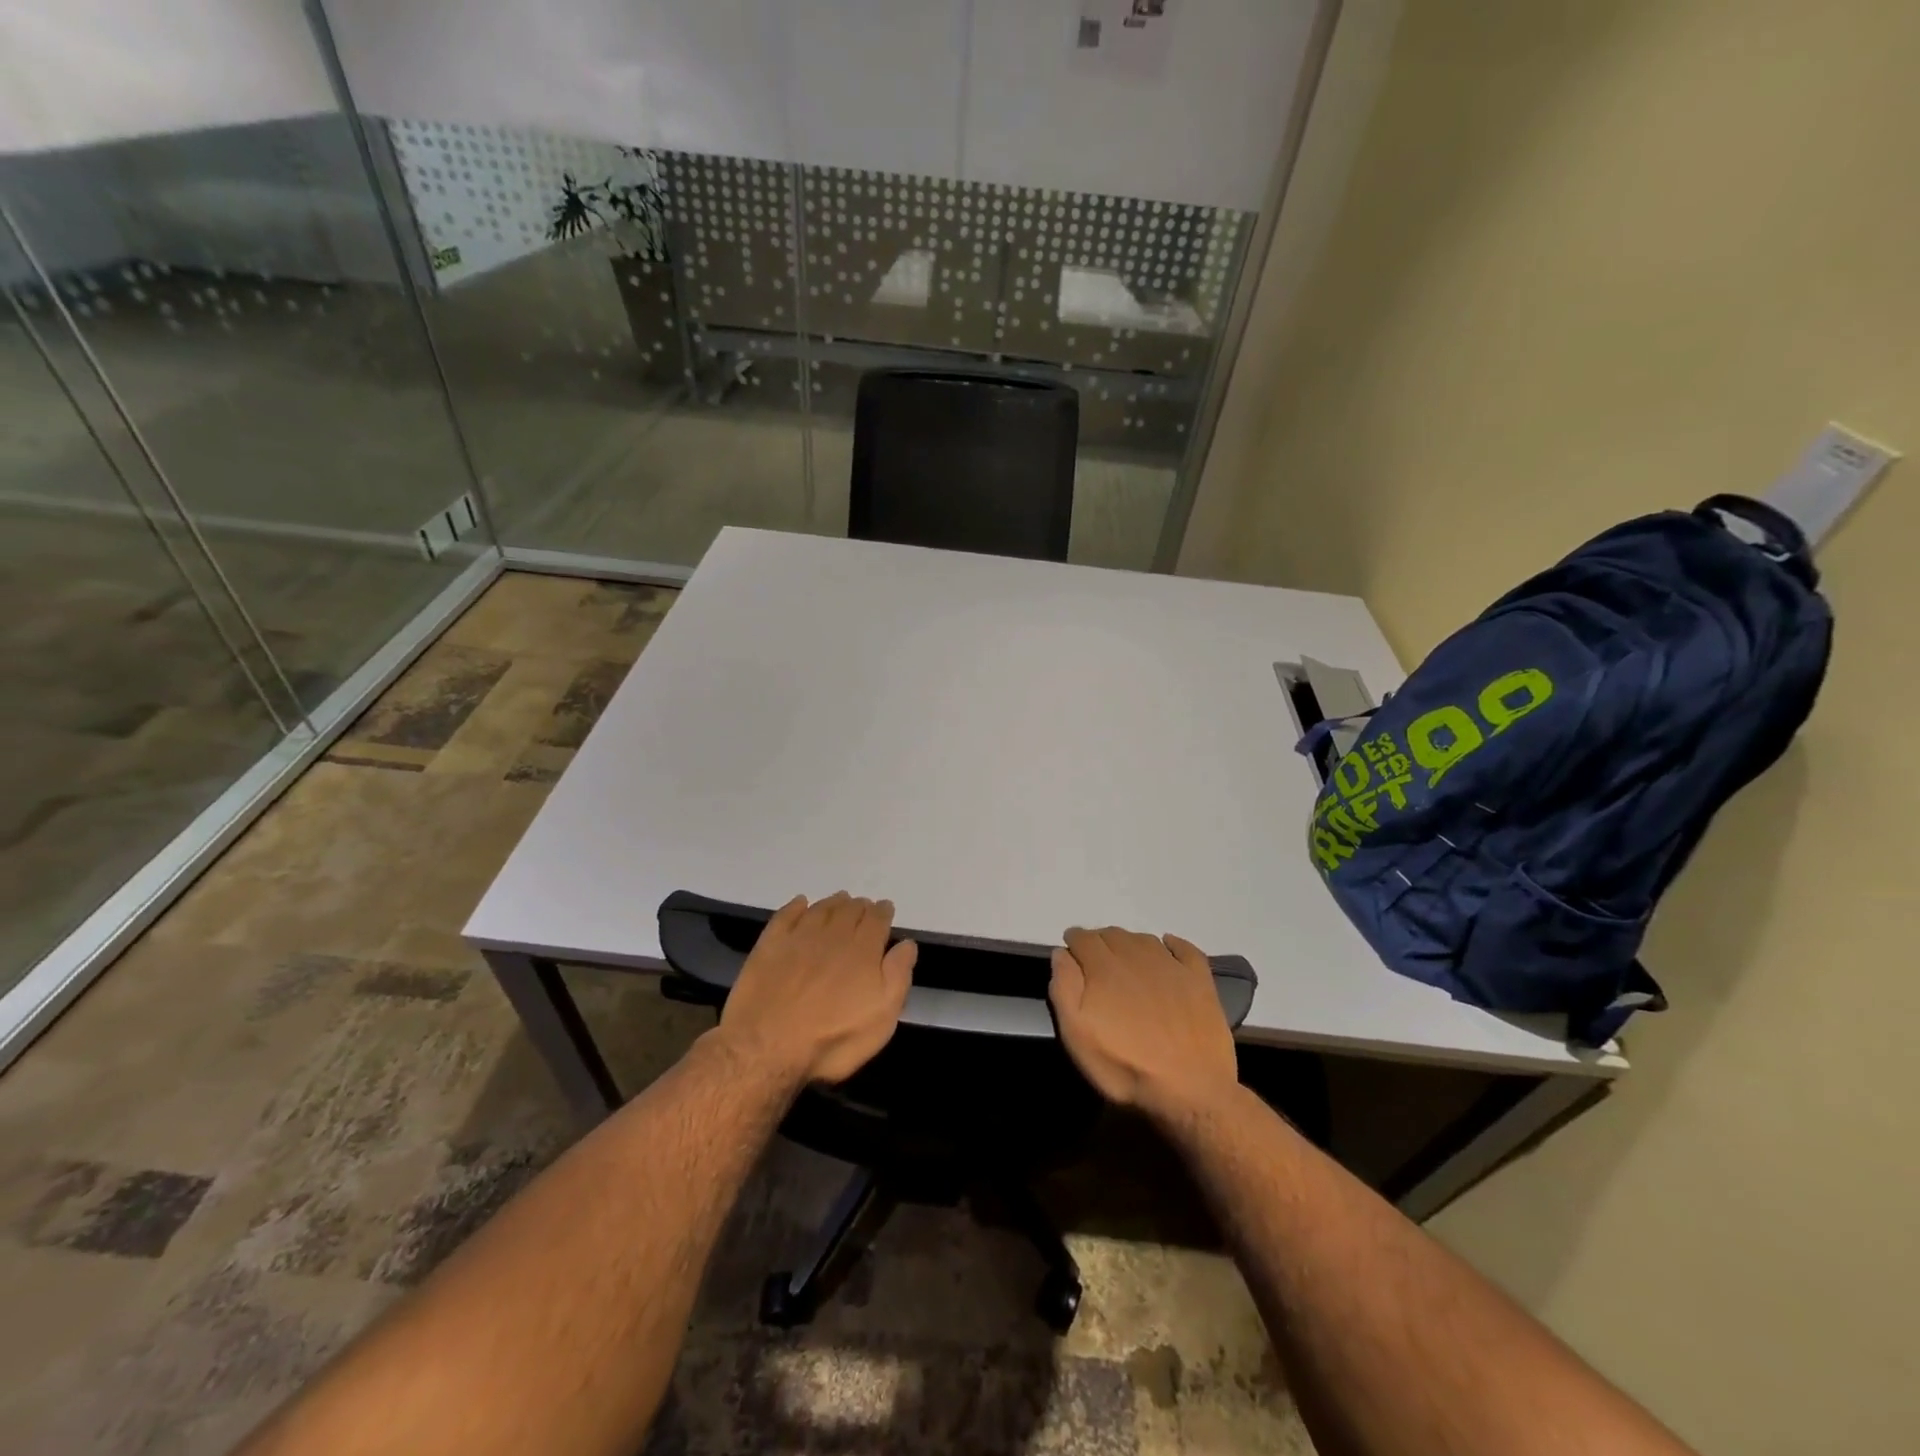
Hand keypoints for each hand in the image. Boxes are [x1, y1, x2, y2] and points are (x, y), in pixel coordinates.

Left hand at [717, 893, 916, 1085]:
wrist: (767, 1047)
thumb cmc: (832, 1038)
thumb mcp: (881, 1017)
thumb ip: (898, 976)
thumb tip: (907, 944)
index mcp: (862, 950)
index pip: (877, 920)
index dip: (883, 912)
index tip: (885, 909)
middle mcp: (833, 935)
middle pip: (849, 910)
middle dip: (860, 906)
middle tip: (863, 906)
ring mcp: (798, 937)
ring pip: (821, 909)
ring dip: (834, 902)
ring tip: (840, 901)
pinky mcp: (770, 945)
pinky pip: (786, 915)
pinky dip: (796, 906)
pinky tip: (801, 904)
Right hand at [1049, 927, 1237, 1118]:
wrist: (1190, 1090)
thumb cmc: (1125, 1066)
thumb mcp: (1077, 1035)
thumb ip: (1064, 989)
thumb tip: (1062, 953)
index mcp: (1104, 968)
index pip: (1083, 938)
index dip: (1074, 940)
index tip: (1071, 950)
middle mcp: (1136, 956)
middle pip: (1112, 935)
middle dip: (1099, 942)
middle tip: (1095, 959)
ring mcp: (1171, 966)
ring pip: (1143, 939)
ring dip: (1129, 943)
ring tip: (1125, 958)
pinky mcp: (1199, 980)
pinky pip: (1185, 949)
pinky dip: (1173, 943)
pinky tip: (1168, 947)